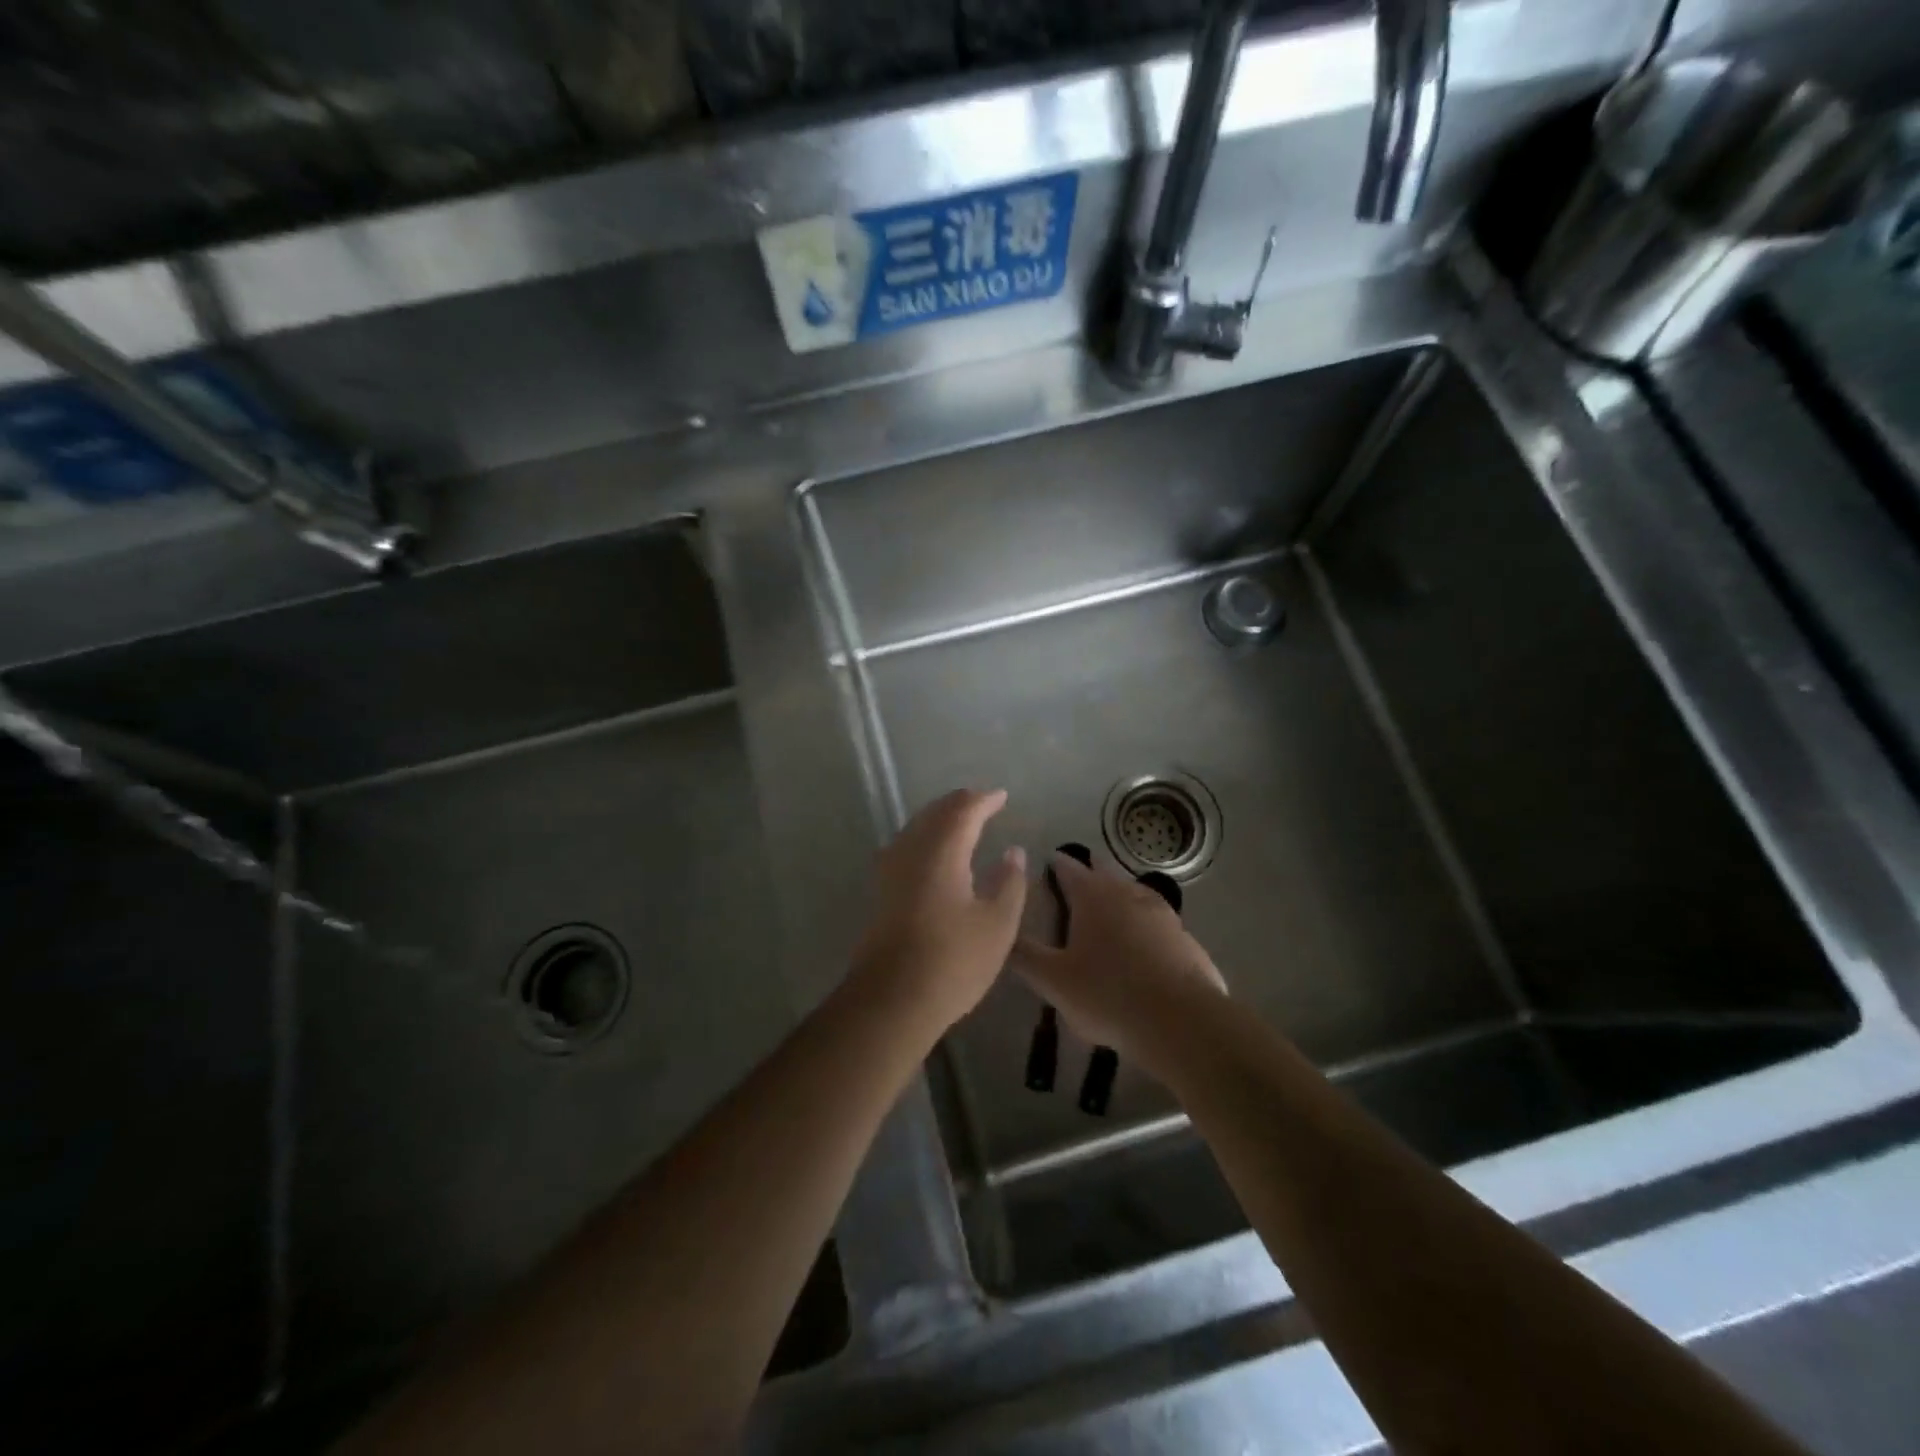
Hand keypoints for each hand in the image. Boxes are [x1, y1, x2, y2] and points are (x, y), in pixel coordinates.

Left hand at [851, 789, 1028, 1034]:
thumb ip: (1010, 882)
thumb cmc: (953, 961)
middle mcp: (911, 850)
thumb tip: (1013, 851)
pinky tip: (936, 854)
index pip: (963, 810)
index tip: (1002, 797)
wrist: (892, 999)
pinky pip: (906, 846)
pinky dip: (926, 838)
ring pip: (916, 827)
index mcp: (942, 850)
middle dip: (960, 804)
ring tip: (962, 823)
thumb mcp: (998, 924)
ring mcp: (891, 870)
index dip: (984, 800)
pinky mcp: (882, 891)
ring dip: (940, 819)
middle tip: (983, 804)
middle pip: (935, 812)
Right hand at [1014, 852, 1227, 1078]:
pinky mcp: (1185, 938)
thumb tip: (1003, 935)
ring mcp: (1162, 913)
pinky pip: (1157, 922)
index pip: (1069, 869)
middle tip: (1076, 881)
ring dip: (1119, 895)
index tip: (1048, 862)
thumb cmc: (1107, 994)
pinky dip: (1144, 924)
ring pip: (1134, 893)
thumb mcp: (1053, 981)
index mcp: (1093, 896)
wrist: (1181, 1021)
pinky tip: (1143, 942)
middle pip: (1105, 873)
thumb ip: (1025, 956)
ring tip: (1108, 908)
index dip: (1056, 865)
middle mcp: (1128, 894)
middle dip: (1090, 873)